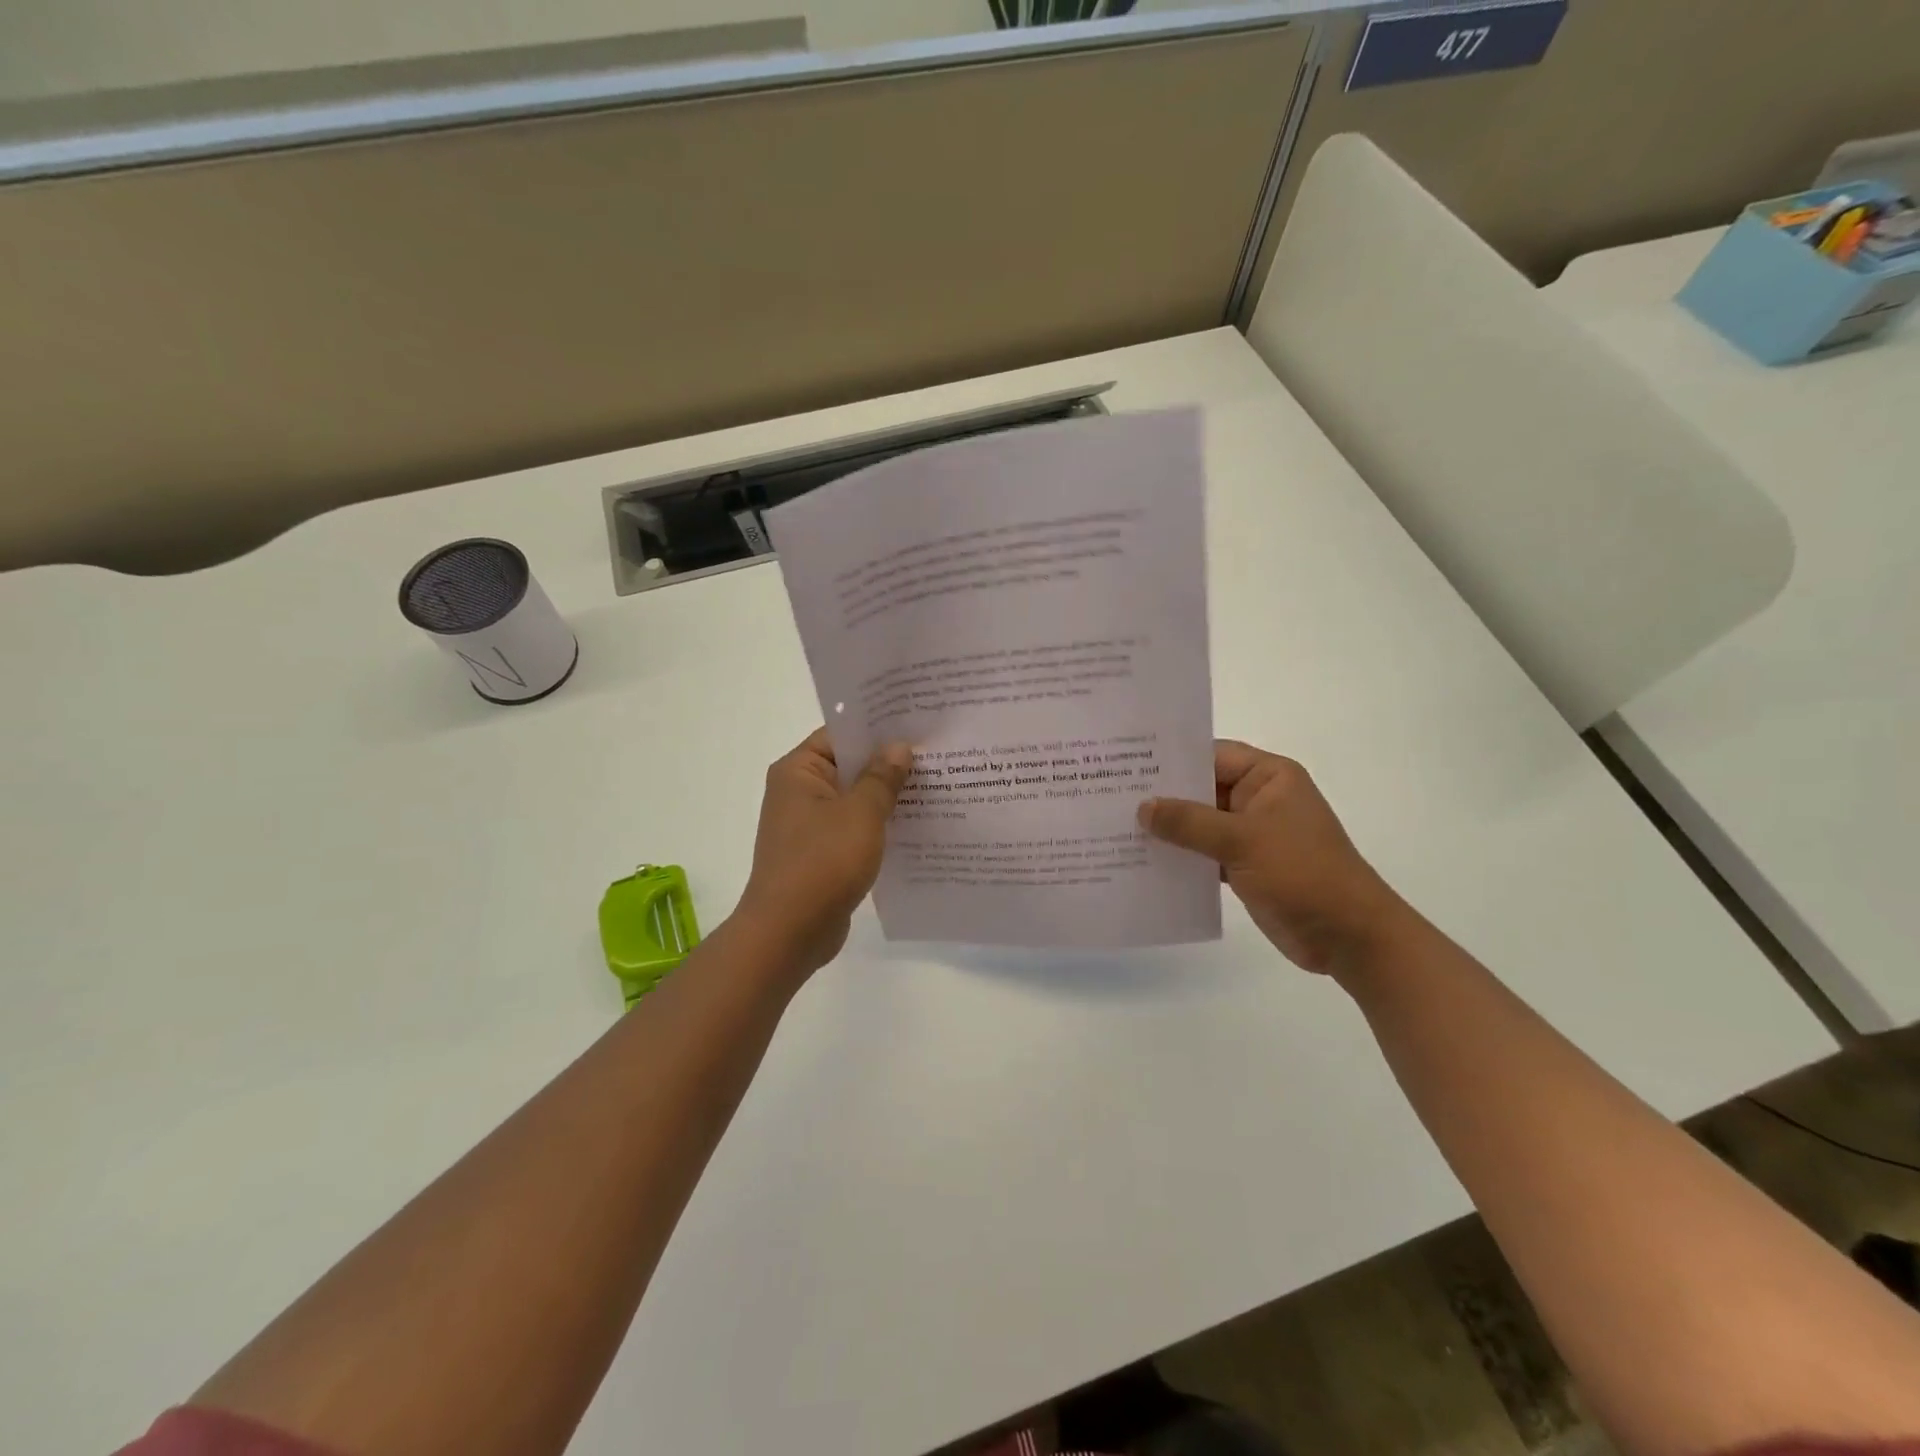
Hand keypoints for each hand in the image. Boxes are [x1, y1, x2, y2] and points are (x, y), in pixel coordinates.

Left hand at [736, 729, 912, 975]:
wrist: (789, 933)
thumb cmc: (822, 862)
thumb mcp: (861, 813)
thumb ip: (882, 777)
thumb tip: (898, 747)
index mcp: (798, 771)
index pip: (840, 735)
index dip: (877, 729)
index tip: (917, 725)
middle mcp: (799, 792)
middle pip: (849, 767)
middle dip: (889, 764)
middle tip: (936, 753)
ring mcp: (809, 825)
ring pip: (855, 800)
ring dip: (887, 797)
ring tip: (935, 787)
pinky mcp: (821, 854)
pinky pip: (854, 829)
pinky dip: (879, 826)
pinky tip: (916, 826)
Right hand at [1138, 740, 1408, 974]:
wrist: (1349, 937)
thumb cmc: (1303, 873)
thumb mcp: (1243, 840)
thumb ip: (1190, 822)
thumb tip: (1142, 807)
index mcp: (1269, 777)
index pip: (1212, 755)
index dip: (1172, 758)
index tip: (1127, 761)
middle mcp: (1258, 799)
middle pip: (1202, 789)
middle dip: (1163, 795)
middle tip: (1110, 793)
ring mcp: (1251, 834)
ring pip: (1200, 823)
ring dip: (1168, 829)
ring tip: (1116, 826)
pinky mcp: (1244, 866)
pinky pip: (1204, 853)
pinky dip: (1180, 857)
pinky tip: (1142, 860)